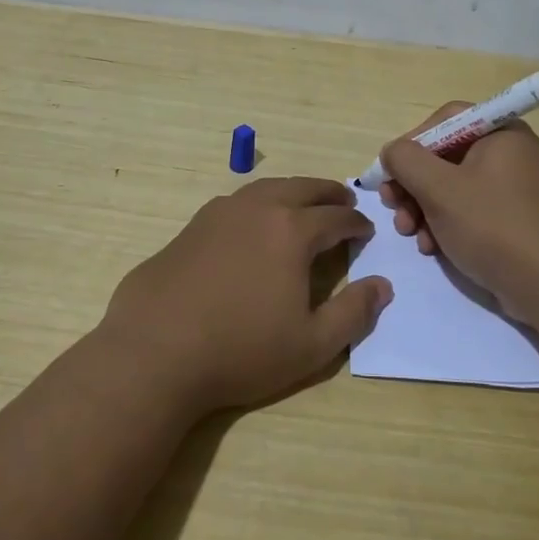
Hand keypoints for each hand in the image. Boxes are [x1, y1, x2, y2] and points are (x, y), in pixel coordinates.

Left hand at [98, 176, 392, 414]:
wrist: (155, 352)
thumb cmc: (241, 350)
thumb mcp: (312, 345)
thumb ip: (354, 313)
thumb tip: (383, 286)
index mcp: (292, 230)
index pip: (336, 216)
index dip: (356, 223)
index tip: (366, 230)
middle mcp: (257, 209)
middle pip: (302, 188)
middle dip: (328, 193)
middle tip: (343, 199)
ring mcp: (219, 213)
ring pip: (266, 188)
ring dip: (292, 191)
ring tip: (302, 204)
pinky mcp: (190, 227)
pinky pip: (236, 202)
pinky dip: (258, 203)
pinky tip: (254, 223)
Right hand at [378, 104, 538, 329]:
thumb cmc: (494, 226)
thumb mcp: (439, 188)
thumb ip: (405, 160)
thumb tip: (392, 152)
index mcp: (500, 133)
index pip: (445, 120)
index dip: (412, 142)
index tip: (391, 172)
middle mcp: (511, 154)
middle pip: (446, 155)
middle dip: (413, 184)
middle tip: (393, 207)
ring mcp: (516, 189)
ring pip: (454, 187)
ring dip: (424, 208)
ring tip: (410, 234)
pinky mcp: (516, 221)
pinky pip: (471, 212)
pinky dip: (447, 225)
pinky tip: (433, 249)